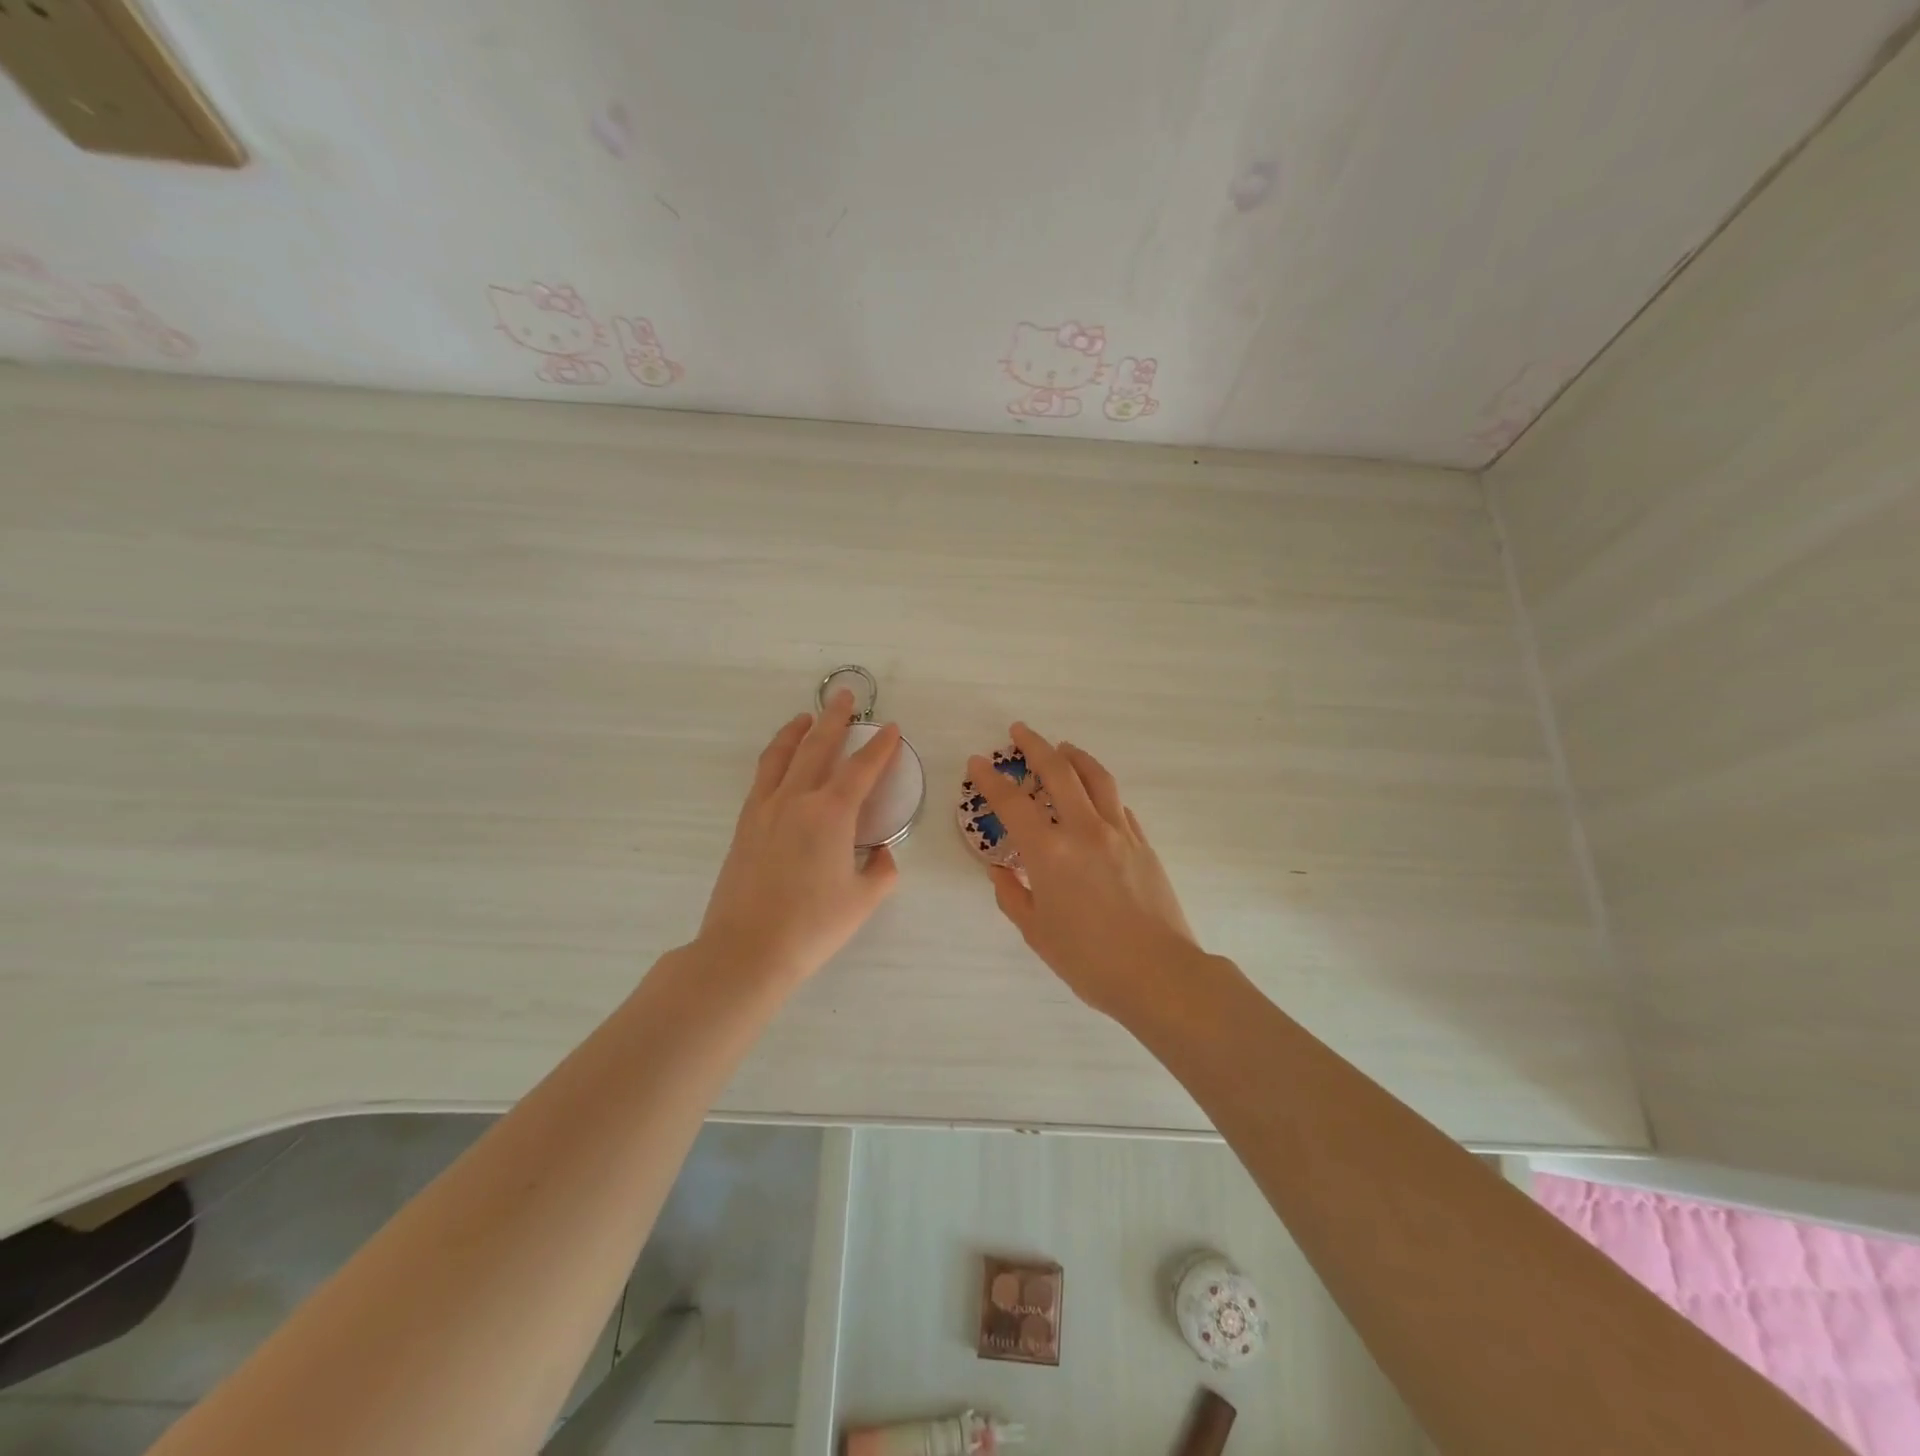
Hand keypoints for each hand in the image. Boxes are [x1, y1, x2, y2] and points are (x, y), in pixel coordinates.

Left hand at [697, 690, 902, 984]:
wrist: (746, 950)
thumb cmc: (812, 926)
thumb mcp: (863, 900)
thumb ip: (882, 870)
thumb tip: (881, 853)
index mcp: (831, 814)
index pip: (862, 768)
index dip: (880, 746)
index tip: (890, 727)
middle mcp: (796, 799)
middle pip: (817, 745)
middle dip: (834, 718)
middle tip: (844, 696)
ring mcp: (764, 809)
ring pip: (781, 756)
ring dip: (796, 731)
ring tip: (806, 718)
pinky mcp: (745, 824)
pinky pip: (762, 778)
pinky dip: (775, 758)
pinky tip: (780, 763)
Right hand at [968, 723, 1200, 1018]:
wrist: (1159, 974)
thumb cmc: (1089, 960)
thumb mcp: (1037, 932)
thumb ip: (1014, 896)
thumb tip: (1001, 872)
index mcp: (1049, 852)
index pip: (1012, 803)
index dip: (990, 779)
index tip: (977, 762)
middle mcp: (1084, 830)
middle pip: (1058, 772)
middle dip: (1035, 746)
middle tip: (1019, 731)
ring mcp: (1119, 833)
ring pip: (1096, 778)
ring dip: (1075, 756)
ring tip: (1063, 748)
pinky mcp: (1143, 843)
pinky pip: (1118, 805)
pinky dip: (1100, 791)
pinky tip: (1095, 796)